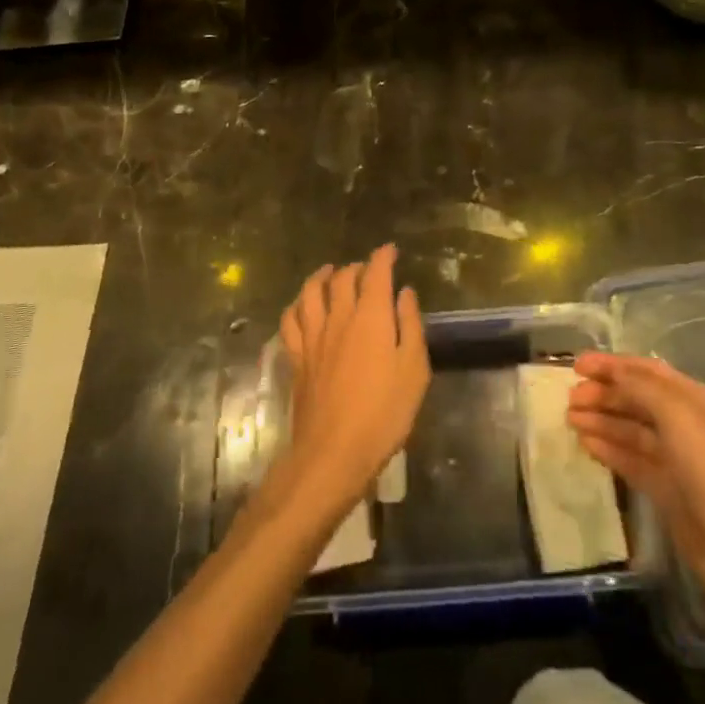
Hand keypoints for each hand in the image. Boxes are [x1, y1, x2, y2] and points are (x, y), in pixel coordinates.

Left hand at [277, 245, 429, 518]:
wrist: (334, 452)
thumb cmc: (384, 414)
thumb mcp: (414, 370)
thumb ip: (410, 325)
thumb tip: (404, 292)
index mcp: (371, 317)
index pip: (375, 273)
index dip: (383, 257)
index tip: (390, 251)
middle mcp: (339, 317)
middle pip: (342, 278)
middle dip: (356, 267)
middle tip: (367, 269)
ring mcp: (313, 337)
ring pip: (310, 292)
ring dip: (321, 277)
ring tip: (330, 272)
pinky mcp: (297, 358)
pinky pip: (290, 320)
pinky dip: (296, 306)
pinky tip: (302, 307)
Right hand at [568, 352, 704, 611]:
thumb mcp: (677, 416)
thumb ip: (641, 387)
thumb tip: (613, 372)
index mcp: (692, 400)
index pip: (646, 371)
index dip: (612, 365)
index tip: (577, 365)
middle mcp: (684, 424)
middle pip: (636, 399)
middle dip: (603, 394)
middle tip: (570, 399)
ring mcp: (675, 458)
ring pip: (630, 429)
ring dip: (601, 420)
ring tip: (570, 420)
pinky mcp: (666, 488)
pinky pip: (631, 459)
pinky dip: (609, 449)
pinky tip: (586, 444)